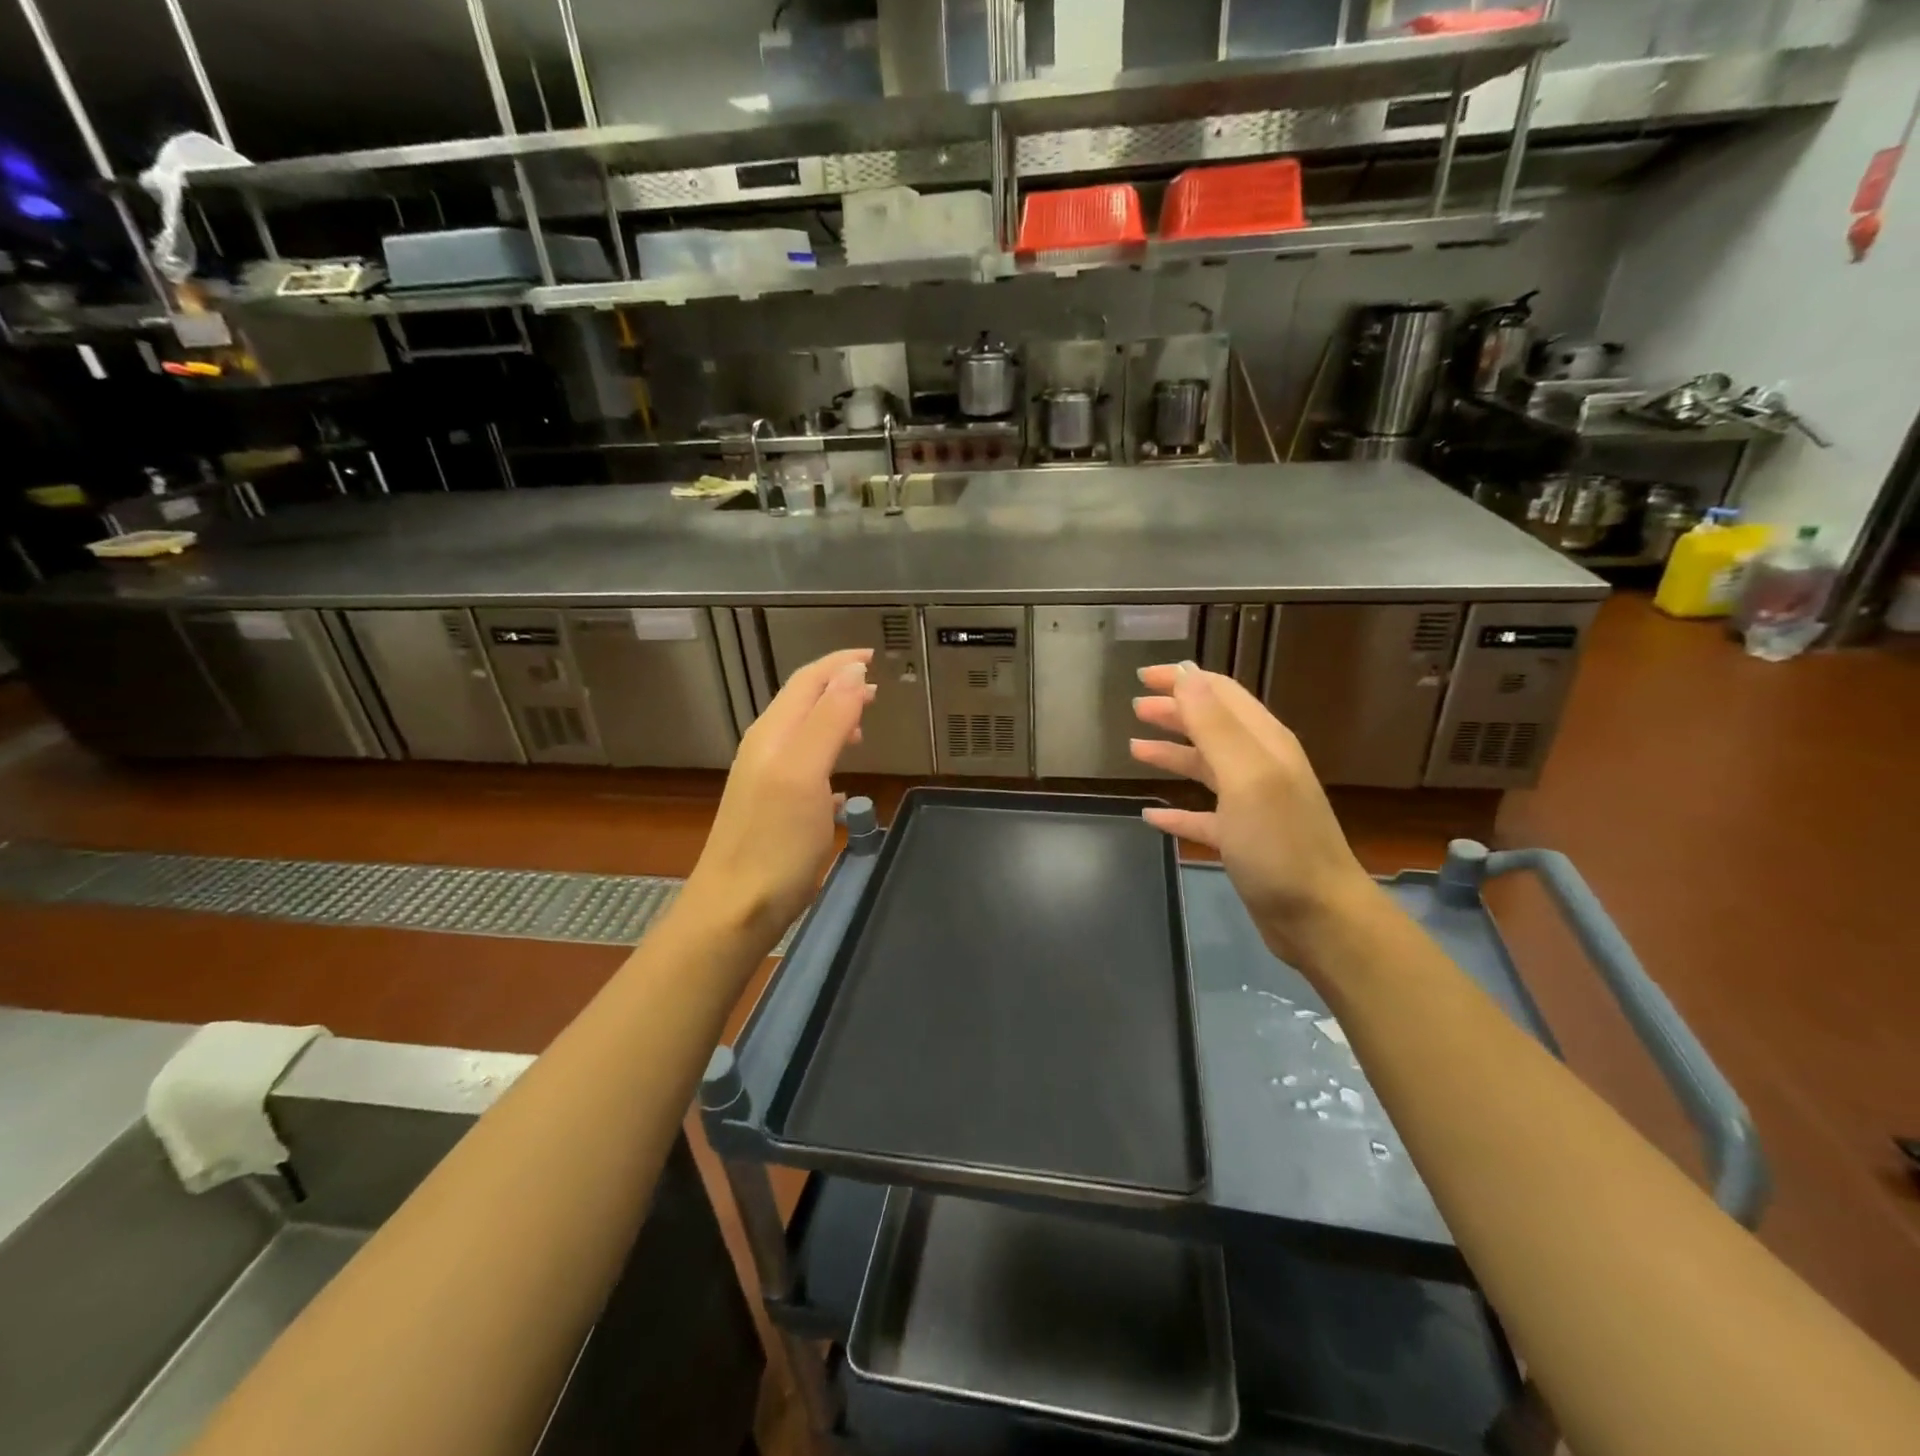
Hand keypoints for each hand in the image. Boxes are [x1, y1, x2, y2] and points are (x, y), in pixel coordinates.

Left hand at [682, 648, 875, 952]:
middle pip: (803, 703)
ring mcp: (767, 780)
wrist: (735, 908)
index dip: (839, 664)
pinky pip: (805, 766)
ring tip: (863, 726)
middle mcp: (766, 749)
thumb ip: (828, 720)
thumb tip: (852, 674)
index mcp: (773, 734)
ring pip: (804, 734)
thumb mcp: (805, 773)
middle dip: (838, 688)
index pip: (807, 681)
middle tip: (876, 690)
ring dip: (834, 720)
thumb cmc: (775, 841)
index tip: (872, 656)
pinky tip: (841, 778)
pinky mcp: (773, 809)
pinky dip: (827, 756)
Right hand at [1130, 662, 1377, 969]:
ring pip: (1205, 767)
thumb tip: (1186, 675)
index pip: (1220, 694)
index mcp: (1264, 742)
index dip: (1183, 680)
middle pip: (1212, 726)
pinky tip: (1152, 816)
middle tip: (1135, 707)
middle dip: (1174, 712)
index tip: (1142, 676)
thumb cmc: (1279, 842)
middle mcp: (1260, 766)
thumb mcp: (1246, 776)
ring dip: (1172, 754)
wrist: (1319, 917)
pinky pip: (1203, 816)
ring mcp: (1253, 805)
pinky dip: (1178, 811)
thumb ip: (1215, 725)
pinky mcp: (1244, 840)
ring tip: (1134, 749)